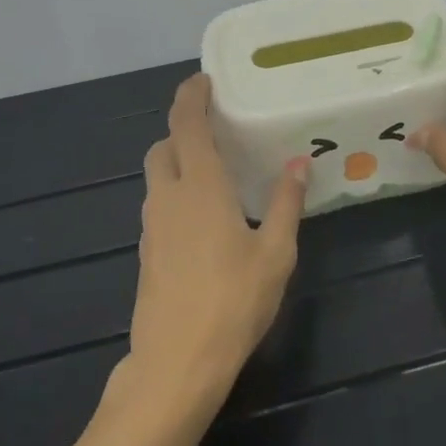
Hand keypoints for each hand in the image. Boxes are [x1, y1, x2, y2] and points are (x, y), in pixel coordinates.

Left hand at [119, 75, 305, 418]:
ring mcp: (152, 226)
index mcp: (200, 186)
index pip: (186, 123)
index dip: (191, 96)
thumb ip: (286, 204)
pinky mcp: (146, 253)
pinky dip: (175, 193)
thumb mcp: (275, 253)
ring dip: (177, 161)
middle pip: (164, 146)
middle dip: (182, 129)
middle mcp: (169, 196)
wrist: (176, 365)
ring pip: (157, 176)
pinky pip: (159, 205)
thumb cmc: (233, 302)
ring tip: (214, 170)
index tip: (204, 80)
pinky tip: (204, 216)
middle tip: (215, 129)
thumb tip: (298, 164)